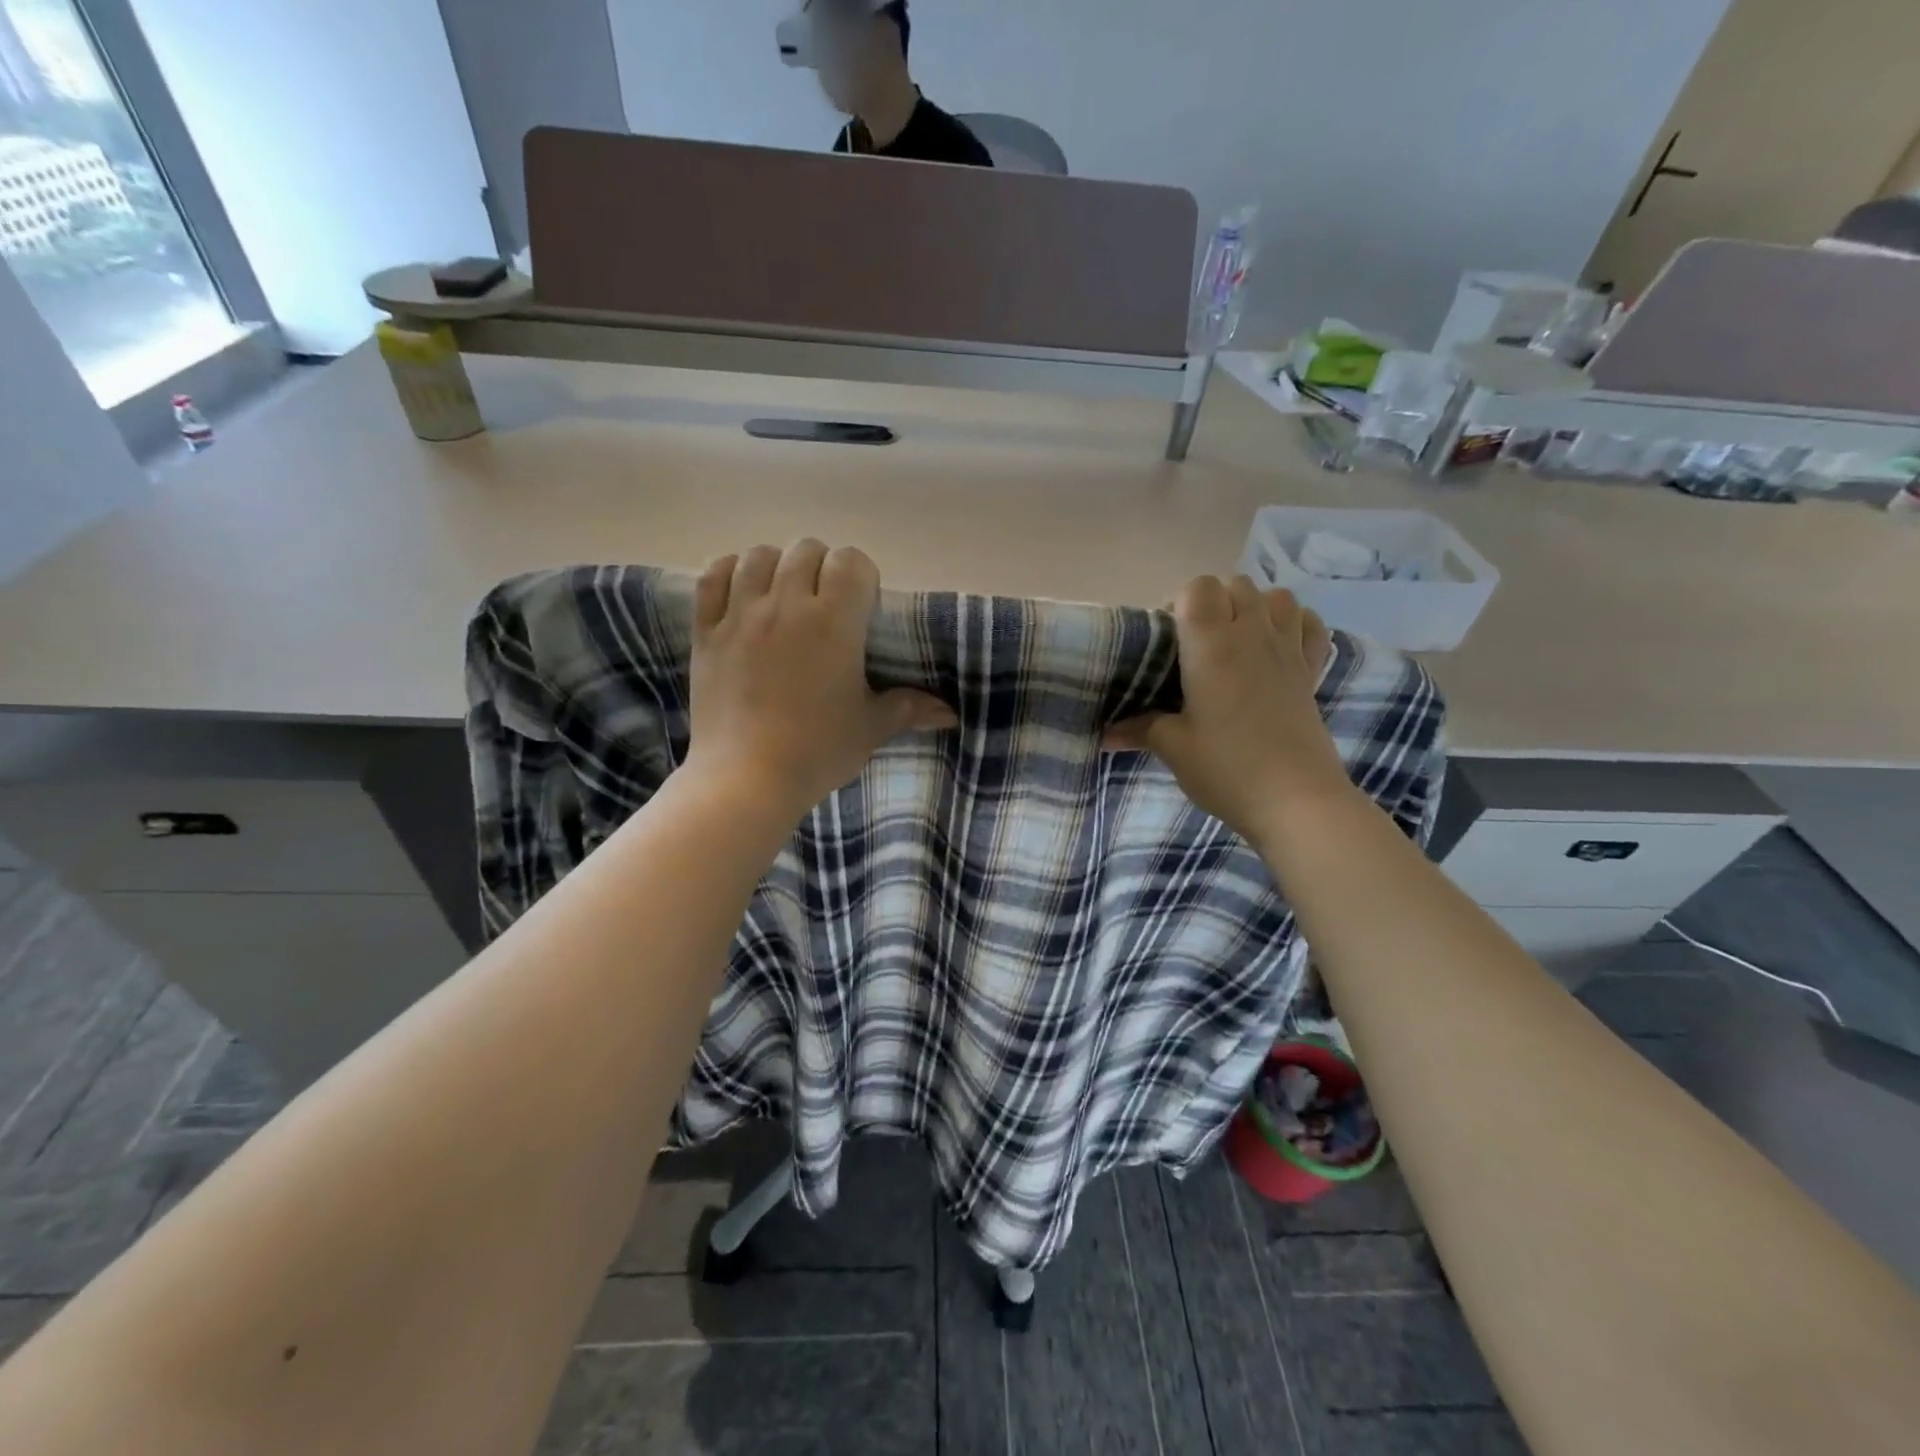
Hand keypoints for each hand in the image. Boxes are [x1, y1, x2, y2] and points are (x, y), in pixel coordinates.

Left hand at [685, 540, 956, 820]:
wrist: (746, 779)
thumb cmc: (816, 751)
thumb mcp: (869, 728)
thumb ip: (909, 709)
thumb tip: (949, 713)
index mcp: (834, 622)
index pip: (850, 561)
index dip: (861, 575)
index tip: (862, 604)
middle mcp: (786, 605)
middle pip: (806, 551)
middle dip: (822, 567)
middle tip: (826, 603)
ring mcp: (740, 615)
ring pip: (759, 556)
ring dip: (777, 565)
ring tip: (784, 594)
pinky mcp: (707, 632)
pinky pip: (713, 577)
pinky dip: (729, 573)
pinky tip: (741, 591)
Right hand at [1104, 576, 1351, 847]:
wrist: (1296, 801)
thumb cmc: (1227, 768)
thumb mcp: (1174, 748)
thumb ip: (1139, 729)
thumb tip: (1104, 734)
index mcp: (1212, 646)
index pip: (1198, 588)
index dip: (1179, 601)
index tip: (1168, 637)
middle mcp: (1252, 635)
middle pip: (1235, 585)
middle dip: (1212, 602)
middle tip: (1194, 643)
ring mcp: (1288, 651)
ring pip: (1276, 597)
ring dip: (1253, 606)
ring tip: (1235, 640)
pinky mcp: (1311, 672)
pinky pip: (1309, 625)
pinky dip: (1293, 624)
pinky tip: (1276, 647)